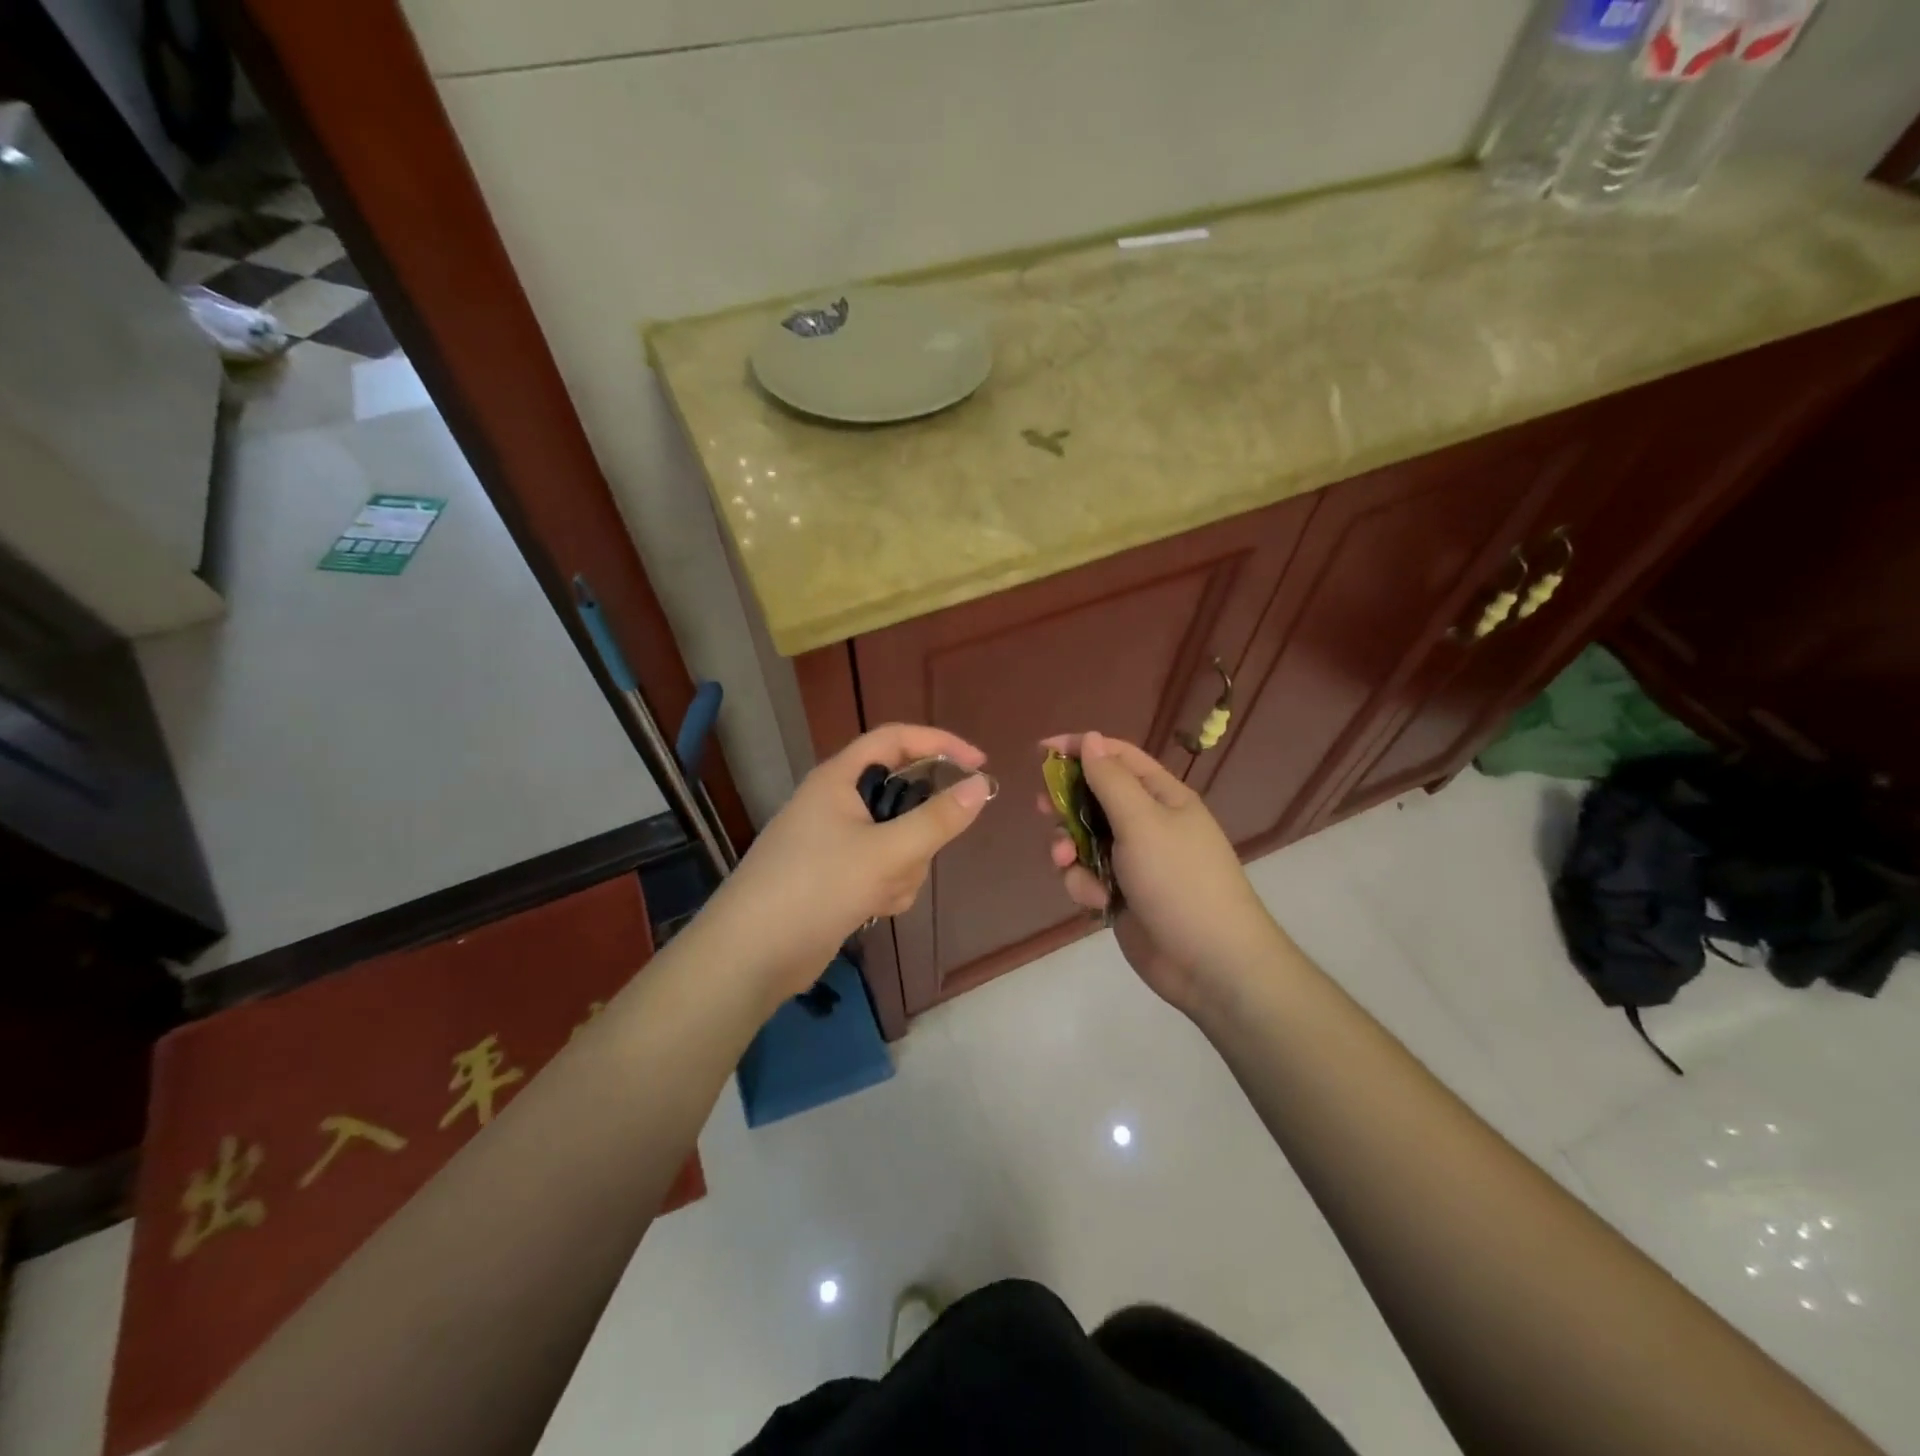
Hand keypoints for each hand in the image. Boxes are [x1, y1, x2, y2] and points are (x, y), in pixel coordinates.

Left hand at [711, 723, 992, 999]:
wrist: (752, 955)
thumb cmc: (816, 887)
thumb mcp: (886, 852)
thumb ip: (938, 820)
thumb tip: (981, 786)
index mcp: (839, 778)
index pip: (897, 739)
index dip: (940, 744)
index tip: (979, 765)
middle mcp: (836, 803)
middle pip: (901, 795)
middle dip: (918, 829)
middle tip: (920, 852)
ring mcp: (836, 842)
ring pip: (897, 838)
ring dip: (903, 866)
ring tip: (881, 891)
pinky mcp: (837, 877)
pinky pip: (883, 868)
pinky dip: (888, 886)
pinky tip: (873, 909)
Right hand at [1039, 732, 1280, 1014]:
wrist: (1209, 963)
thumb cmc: (1179, 881)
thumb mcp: (1142, 822)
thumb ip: (1110, 780)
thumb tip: (1090, 738)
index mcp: (1161, 796)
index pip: (1116, 756)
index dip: (1080, 748)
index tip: (1040, 751)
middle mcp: (1147, 822)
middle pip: (1093, 797)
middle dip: (1066, 804)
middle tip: (1044, 808)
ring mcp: (1132, 860)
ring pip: (1082, 839)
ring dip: (1069, 851)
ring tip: (1068, 864)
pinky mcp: (1120, 894)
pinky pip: (1086, 875)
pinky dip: (1084, 885)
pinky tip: (1096, 902)